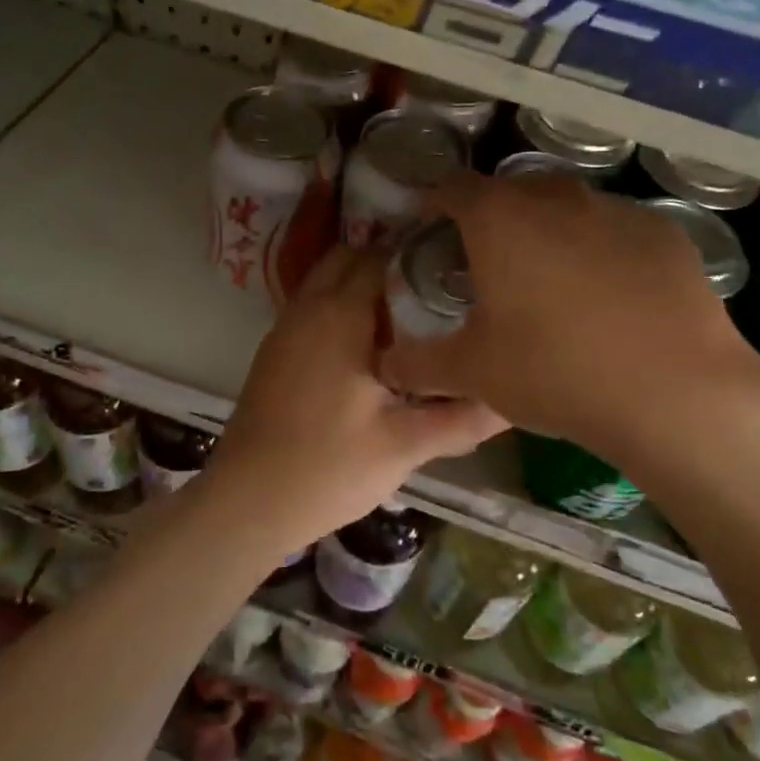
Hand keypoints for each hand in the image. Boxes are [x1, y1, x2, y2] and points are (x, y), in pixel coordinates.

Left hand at [210, 245, 505, 552]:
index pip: (382, 257)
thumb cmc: (328, 468)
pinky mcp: (276, 352)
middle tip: (435, 293)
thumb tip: (512, 400)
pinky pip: (314, 307)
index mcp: (339, 315)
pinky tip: (371, 349)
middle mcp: (308, 308)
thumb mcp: (405, 445)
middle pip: (350, 259)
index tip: (457, 272)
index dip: (420, 257)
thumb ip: (462, 418)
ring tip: (410, 319)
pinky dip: (341, 308)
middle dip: (390, 266)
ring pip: (327, 281)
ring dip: (362, 288)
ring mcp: (285, 328)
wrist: (246, 503)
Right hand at [378, 172, 759, 460]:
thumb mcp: (473, 372)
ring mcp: (617, 210)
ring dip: (550, 231)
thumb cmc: (554, 370)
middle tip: (489, 260)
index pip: (453, 188)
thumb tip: (385, 366)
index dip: (435, 202)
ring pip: (569, 208)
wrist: (673, 390)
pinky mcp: (665, 233)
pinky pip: (617, 232)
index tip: (428, 223)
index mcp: (500, 218)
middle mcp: (556, 197)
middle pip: (513, 192)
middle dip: (494, 217)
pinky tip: (612, 297)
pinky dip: (602, 250)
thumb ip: (419, 364)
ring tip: (552, 280)